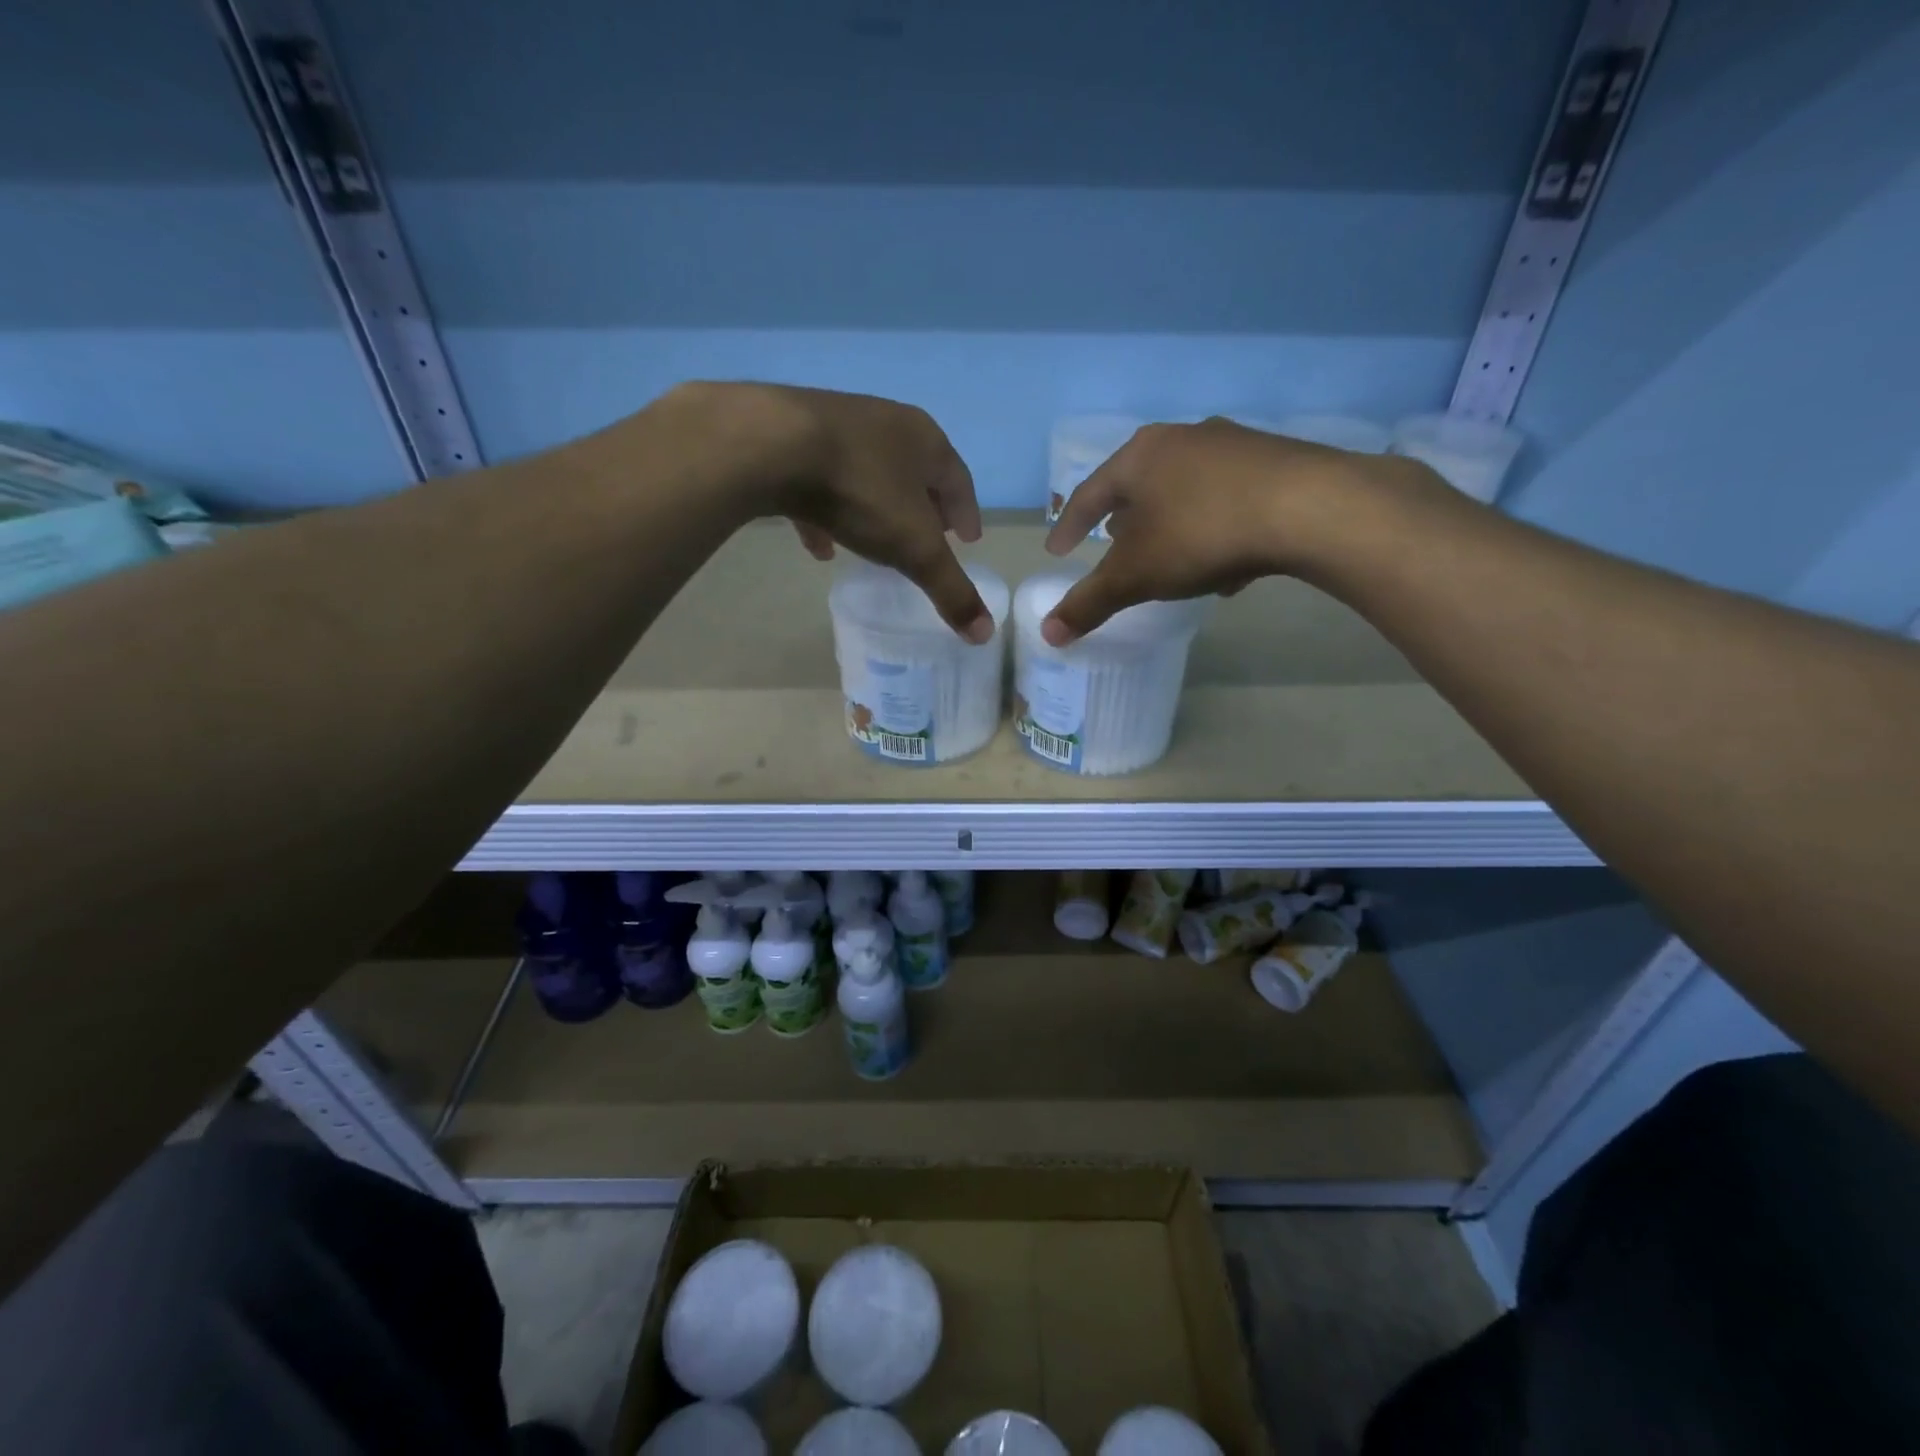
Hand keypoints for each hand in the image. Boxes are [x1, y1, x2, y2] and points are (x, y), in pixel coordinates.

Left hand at [681, 382, 990, 641]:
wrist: (771, 445)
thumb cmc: (861, 491)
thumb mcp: (914, 548)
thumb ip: (949, 589)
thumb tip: (984, 634)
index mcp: (924, 440)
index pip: (958, 480)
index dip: (966, 513)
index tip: (969, 540)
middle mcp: (884, 423)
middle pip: (914, 471)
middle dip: (924, 507)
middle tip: (930, 536)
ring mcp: (836, 427)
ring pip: (866, 475)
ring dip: (876, 510)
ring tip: (877, 545)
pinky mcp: (792, 438)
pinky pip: (820, 482)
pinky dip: (827, 515)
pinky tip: (820, 547)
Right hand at [1040, 417, 1388, 643]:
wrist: (1307, 508)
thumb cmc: (1200, 535)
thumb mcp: (1136, 576)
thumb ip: (1090, 603)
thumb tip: (1047, 635)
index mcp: (1139, 457)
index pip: (1088, 494)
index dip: (1069, 526)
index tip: (1057, 550)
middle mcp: (1182, 439)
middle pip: (1139, 484)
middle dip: (1123, 520)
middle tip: (1113, 546)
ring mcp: (1232, 445)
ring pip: (1185, 490)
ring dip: (1171, 523)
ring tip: (1171, 558)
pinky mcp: (1274, 461)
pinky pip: (1227, 499)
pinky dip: (1214, 528)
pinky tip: (1228, 567)